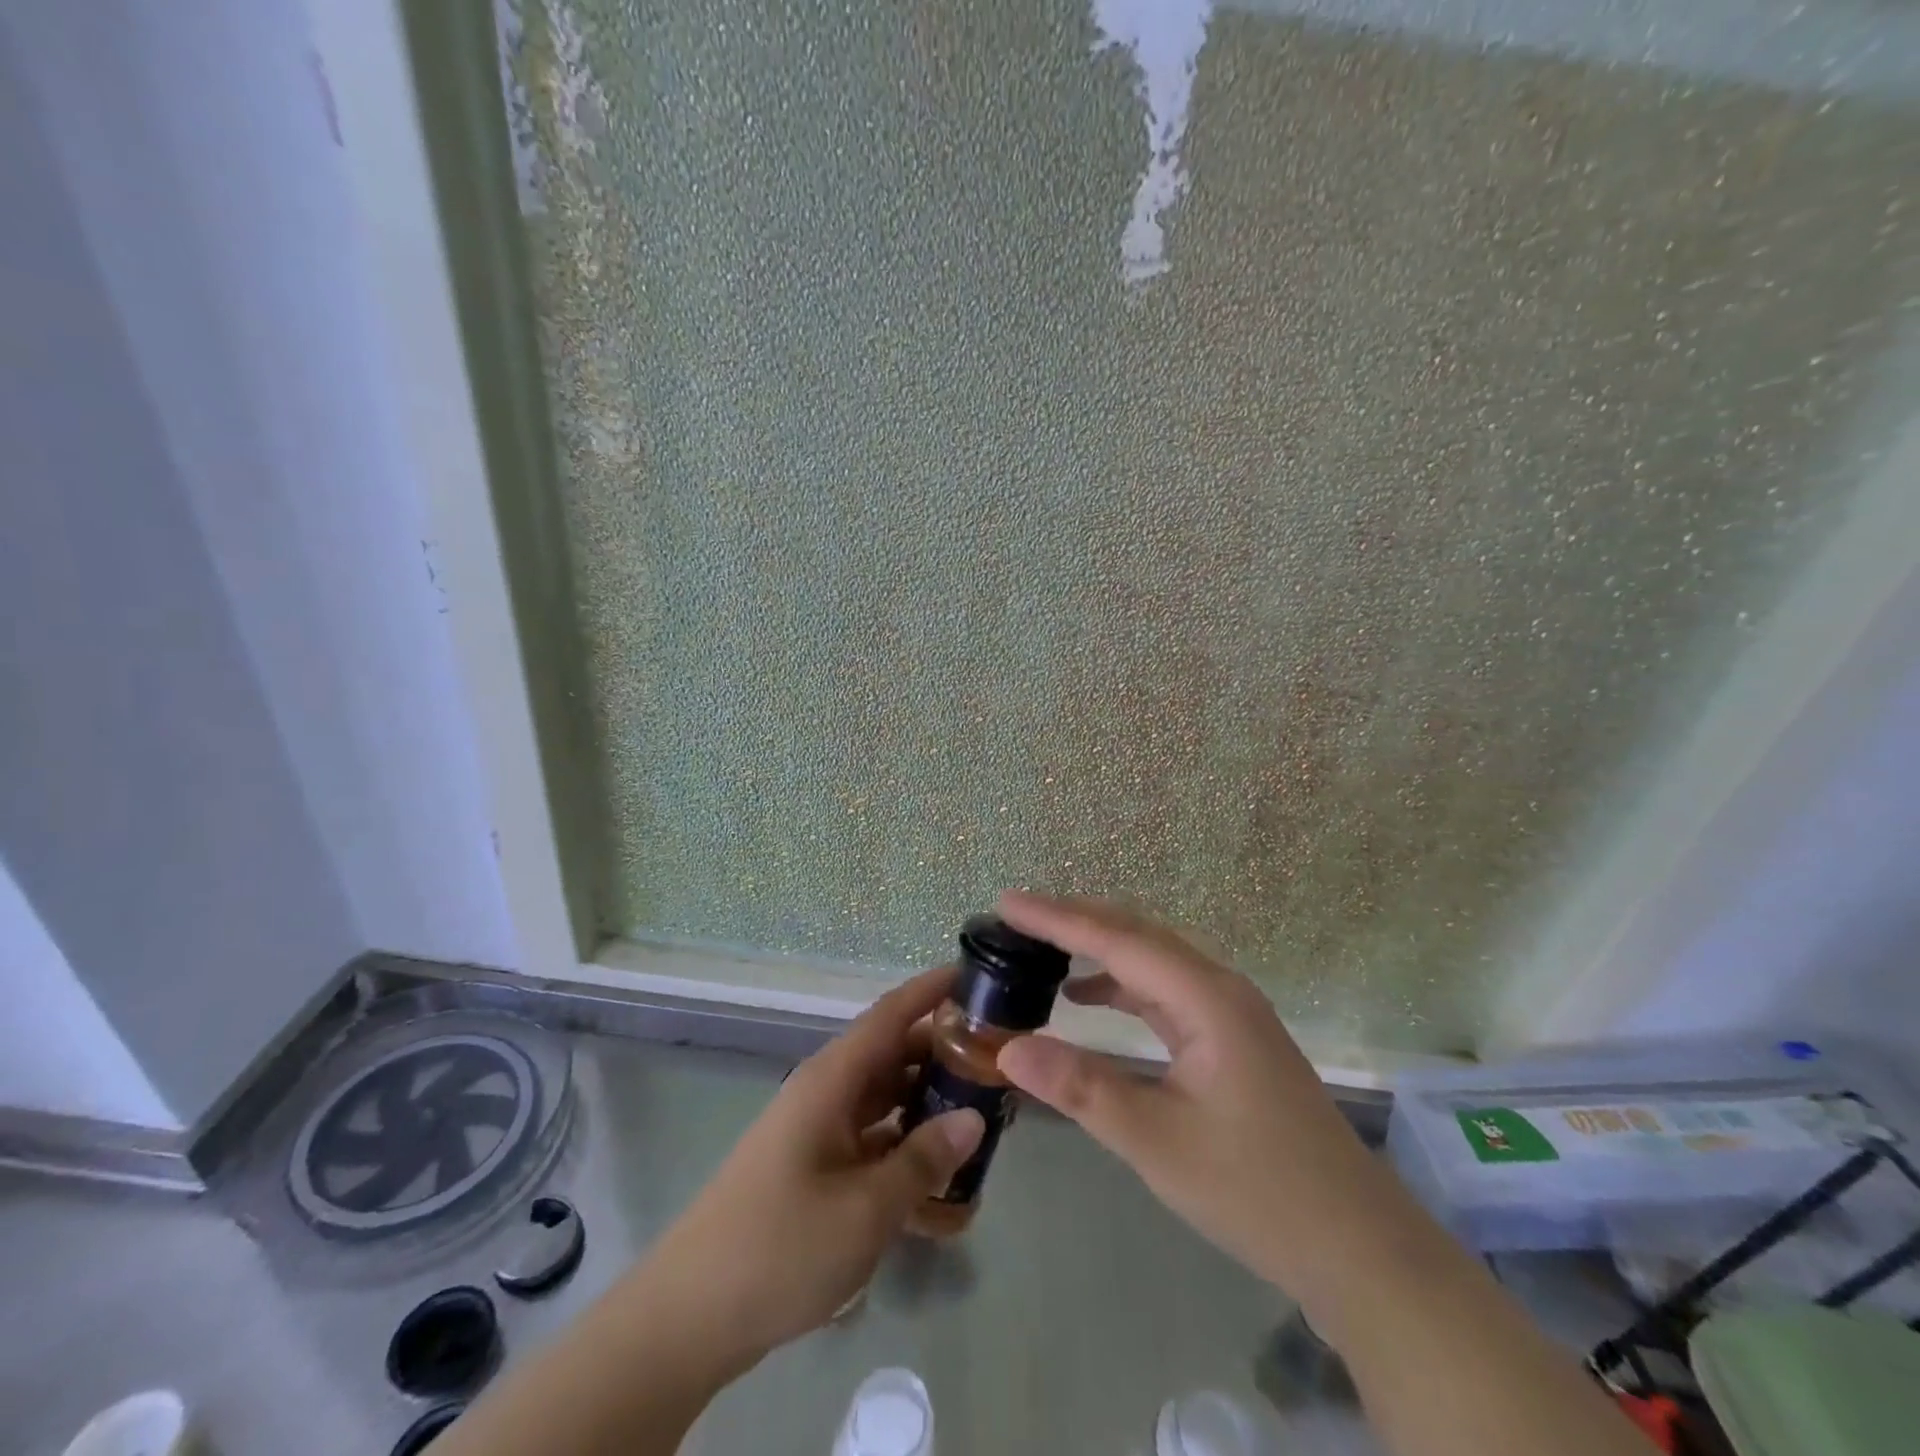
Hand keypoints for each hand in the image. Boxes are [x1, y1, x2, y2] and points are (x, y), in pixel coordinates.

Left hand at [639, 965, 985, 1370]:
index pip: (890, 1014)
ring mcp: (819, 1134)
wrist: (689, 1319)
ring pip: (886, 1103)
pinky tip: (945, 1192)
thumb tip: (972, 1118)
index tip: (976, 975)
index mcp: (832, 1080)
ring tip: (984, 1126)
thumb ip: (923, 1160)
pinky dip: (906, 1157)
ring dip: (929, 1110)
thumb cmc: (780, 1247)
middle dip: (943, 1057)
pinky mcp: (815, 1171)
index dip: (932, 990)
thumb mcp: (865, 1208)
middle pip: (894, 1057)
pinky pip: (872, 1147)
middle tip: (999, 1066)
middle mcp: (826, 1094)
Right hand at [993, 891, 1388, 1301]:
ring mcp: (1228, 1012)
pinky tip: (1088, 997)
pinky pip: (1164, 990)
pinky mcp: (1230, 1039)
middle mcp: (1218, 988)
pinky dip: (1120, 984)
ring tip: (1041, 945)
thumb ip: (1082, 1089)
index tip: (1006, 903)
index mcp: (1205, 997)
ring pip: (1152, 959)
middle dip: (1074, 918)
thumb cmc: (1259, 1191)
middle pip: (1137, 934)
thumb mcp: (1158, 1142)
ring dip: (1097, 947)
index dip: (1056, 918)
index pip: (1116, 939)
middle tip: (1015, 915)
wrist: (1359, 1248)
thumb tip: (1009, 1047)